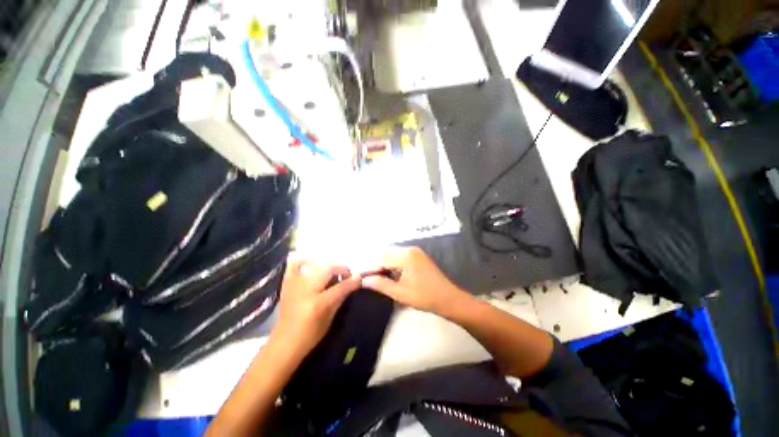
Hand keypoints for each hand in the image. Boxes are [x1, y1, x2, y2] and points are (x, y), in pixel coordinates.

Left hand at [270, 260, 361, 358]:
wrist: (284, 343)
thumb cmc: (310, 336)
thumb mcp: (329, 319)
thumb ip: (340, 298)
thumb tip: (353, 283)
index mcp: (318, 304)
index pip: (340, 287)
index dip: (352, 281)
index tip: (359, 276)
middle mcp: (306, 291)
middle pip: (328, 270)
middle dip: (340, 269)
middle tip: (345, 274)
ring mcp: (294, 286)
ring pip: (314, 265)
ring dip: (326, 267)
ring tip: (331, 273)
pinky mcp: (286, 285)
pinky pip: (294, 266)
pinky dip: (304, 263)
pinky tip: (311, 266)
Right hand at [361, 247, 469, 315]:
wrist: (449, 299)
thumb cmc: (425, 297)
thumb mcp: (400, 293)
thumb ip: (381, 284)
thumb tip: (364, 280)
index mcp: (406, 256)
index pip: (382, 258)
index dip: (371, 268)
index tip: (362, 278)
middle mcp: (410, 249)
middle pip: (387, 254)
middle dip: (377, 266)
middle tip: (369, 279)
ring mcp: (415, 252)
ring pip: (393, 256)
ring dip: (385, 266)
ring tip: (378, 279)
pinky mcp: (418, 257)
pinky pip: (401, 258)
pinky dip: (394, 265)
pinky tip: (391, 275)